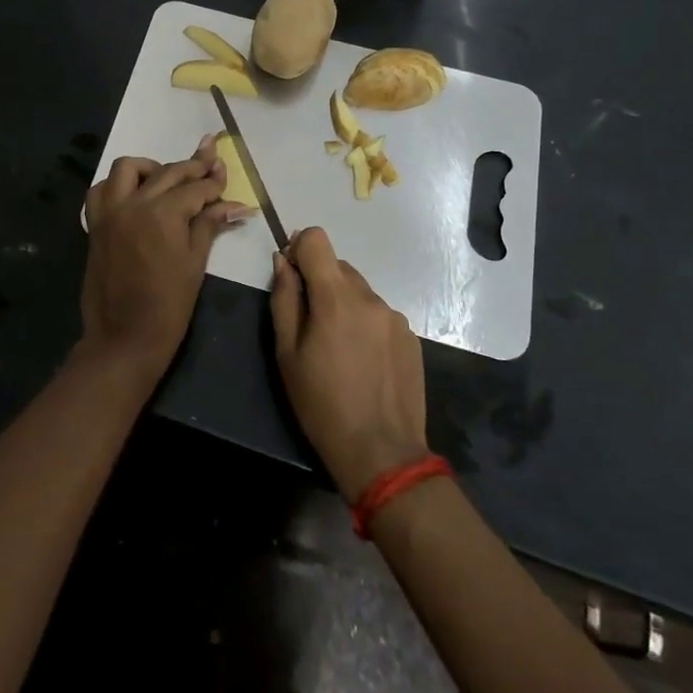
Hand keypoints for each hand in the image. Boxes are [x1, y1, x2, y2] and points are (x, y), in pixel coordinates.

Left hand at [80, 136, 248, 383]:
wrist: (124, 338)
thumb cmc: (169, 306)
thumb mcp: (195, 263)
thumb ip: (209, 225)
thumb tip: (236, 206)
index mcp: (163, 214)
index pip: (195, 188)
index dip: (214, 183)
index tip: (225, 175)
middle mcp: (134, 203)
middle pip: (167, 172)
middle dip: (192, 167)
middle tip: (210, 165)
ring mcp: (110, 212)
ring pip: (128, 168)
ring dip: (150, 168)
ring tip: (167, 180)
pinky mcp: (95, 224)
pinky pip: (101, 190)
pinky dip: (117, 185)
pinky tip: (134, 195)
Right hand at [271, 227, 429, 500]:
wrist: (382, 453)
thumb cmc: (322, 405)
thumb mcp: (287, 353)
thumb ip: (284, 299)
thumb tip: (282, 261)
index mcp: (336, 297)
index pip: (317, 239)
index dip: (300, 249)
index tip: (292, 277)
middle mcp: (369, 296)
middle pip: (338, 266)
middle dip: (320, 284)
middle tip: (311, 326)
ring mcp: (394, 316)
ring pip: (359, 291)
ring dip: (344, 305)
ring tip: (339, 350)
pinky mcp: (410, 336)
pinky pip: (378, 314)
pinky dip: (365, 324)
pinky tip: (363, 361)